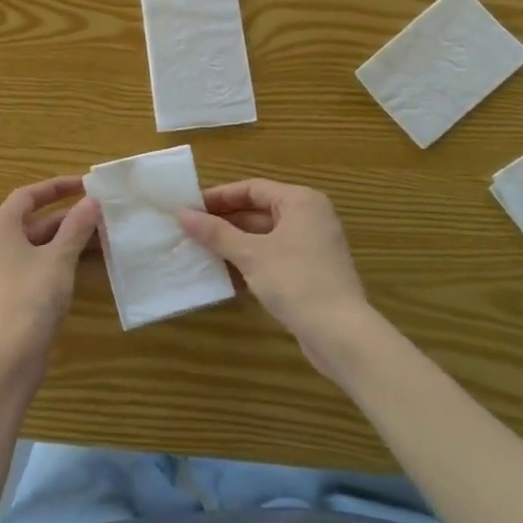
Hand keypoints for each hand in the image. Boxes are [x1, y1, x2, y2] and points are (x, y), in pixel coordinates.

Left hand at [0, 175, 100, 380]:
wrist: (5, 360)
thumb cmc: (30, 298)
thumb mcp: (59, 259)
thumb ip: (76, 227)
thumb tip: (91, 201)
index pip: (28, 195)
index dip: (57, 187)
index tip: (85, 184)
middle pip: (31, 221)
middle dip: (66, 217)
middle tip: (99, 214)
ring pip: (33, 246)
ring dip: (63, 240)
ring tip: (98, 238)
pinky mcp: (2, 295)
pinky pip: (30, 266)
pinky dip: (54, 260)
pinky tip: (79, 267)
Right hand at [179, 178, 374, 381]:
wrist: (340, 333)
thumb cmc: (295, 281)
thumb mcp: (250, 254)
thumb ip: (216, 233)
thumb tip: (182, 214)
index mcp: (300, 201)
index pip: (252, 188)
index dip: (219, 197)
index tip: (190, 207)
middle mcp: (310, 217)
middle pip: (259, 211)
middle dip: (225, 222)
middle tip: (191, 230)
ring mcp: (313, 246)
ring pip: (265, 236)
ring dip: (235, 244)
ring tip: (201, 251)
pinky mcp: (311, 272)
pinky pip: (275, 257)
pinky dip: (251, 262)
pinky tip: (225, 275)